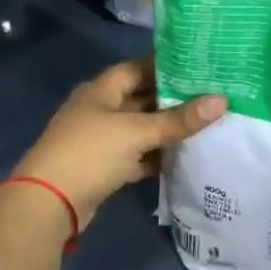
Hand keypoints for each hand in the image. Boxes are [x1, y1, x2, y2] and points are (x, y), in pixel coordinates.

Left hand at [11, 59, 224, 229]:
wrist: (49, 203)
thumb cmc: (90, 153)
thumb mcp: (137, 132)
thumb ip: (178, 119)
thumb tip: (222, 100)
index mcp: (102, 90)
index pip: (139, 68)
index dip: (168, 66)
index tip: (202, 67)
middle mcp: (101, 109)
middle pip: (144, 98)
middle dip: (175, 99)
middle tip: (213, 96)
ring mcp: (102, 139)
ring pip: (143, 128)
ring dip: (169, 129)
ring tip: (208, 124)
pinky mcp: (106, 166)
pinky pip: (138, 155)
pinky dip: (158, 156)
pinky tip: (185, 156)